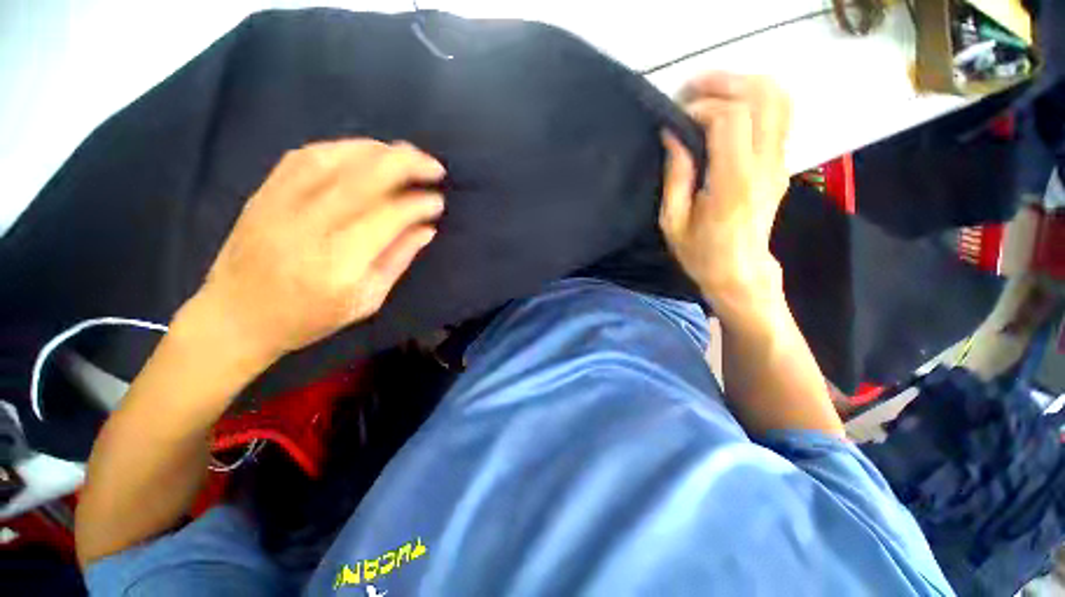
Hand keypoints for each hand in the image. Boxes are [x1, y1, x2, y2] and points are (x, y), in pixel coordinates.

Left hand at [184, 139, 445, 365]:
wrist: (235, 315)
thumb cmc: (308, 317)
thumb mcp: (366, 301)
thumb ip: (398, 260)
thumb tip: (427, 229)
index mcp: (339, 261)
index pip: (388, 216)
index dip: (418, 204)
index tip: (438, 201)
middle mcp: (309, 225)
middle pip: (364, 177)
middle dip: (406, 164)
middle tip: (434, 166)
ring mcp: (281, 203)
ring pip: (336, 158)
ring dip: (379, 150)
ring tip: (406, 155)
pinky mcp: (265, 191)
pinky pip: (306, 155)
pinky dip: (343, 147)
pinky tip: (365, 152)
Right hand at [659, 73, 791, 307]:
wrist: (740, 271)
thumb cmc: (700, 253)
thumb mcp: (672, 222)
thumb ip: (675, 175)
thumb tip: (673, 134)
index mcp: (733, 183)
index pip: (730, 119)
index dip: (701, 107)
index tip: (676, 117)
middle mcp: (764, 165)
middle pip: (762, 96)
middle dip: (724, 82)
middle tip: (691, 89)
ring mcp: (779, 161)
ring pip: (779, 98)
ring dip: (743, 84)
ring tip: (710, 92)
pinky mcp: (781, 163)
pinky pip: (779, 115)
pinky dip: (755, 99)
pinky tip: (729, 108)